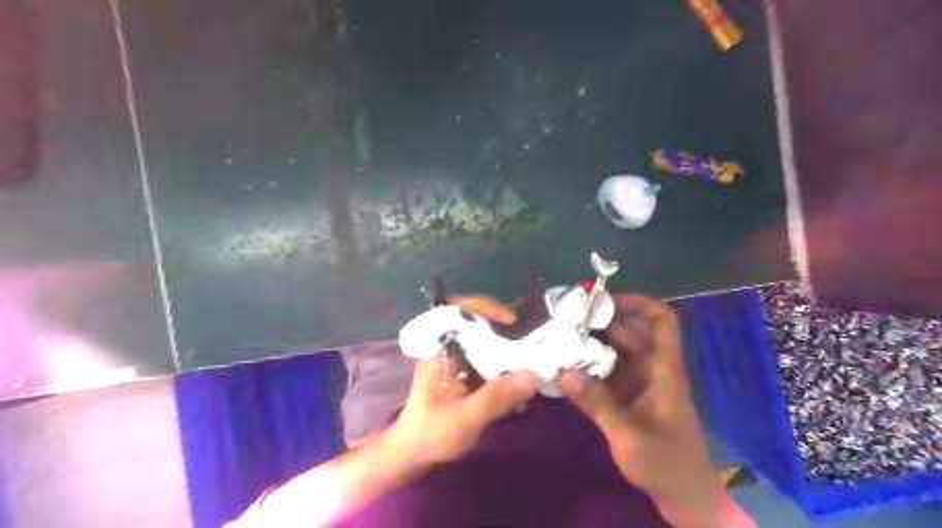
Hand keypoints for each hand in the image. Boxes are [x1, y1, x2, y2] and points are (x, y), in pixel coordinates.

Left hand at [386, 297, 540, 466]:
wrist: (412, 454)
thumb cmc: (431, 433)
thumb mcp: (466, 417)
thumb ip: (497, 397)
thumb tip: (533, 375)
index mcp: (439, 349)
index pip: (458, 310)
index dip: (485, 306)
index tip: (511, 320)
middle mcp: (447, 348)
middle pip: (478, 325)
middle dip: (506, 333)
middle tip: (531, 345)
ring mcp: (455, 361)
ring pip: (485, 343)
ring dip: (508, 352)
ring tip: (530, 366)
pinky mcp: (462, 374)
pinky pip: (486, 361)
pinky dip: (503, 369)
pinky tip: (518, 387)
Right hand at [558, 296, 725, 526]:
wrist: (683, 497)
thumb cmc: (666, 463)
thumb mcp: (629, 434)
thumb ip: (596, 403)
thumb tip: (562, 371)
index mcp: (664, 369)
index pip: (662, 321)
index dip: (638, 302)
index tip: (605, 300)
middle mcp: (652, 369)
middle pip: (629, 333)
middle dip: (600, 323)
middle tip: (565, 321)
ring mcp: (639, 383)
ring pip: (615, 352)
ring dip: (590, 345)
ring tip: (559, 339)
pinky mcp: (628, 397)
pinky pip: (606, 372)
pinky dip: (588, 367)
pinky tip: (565, 368)